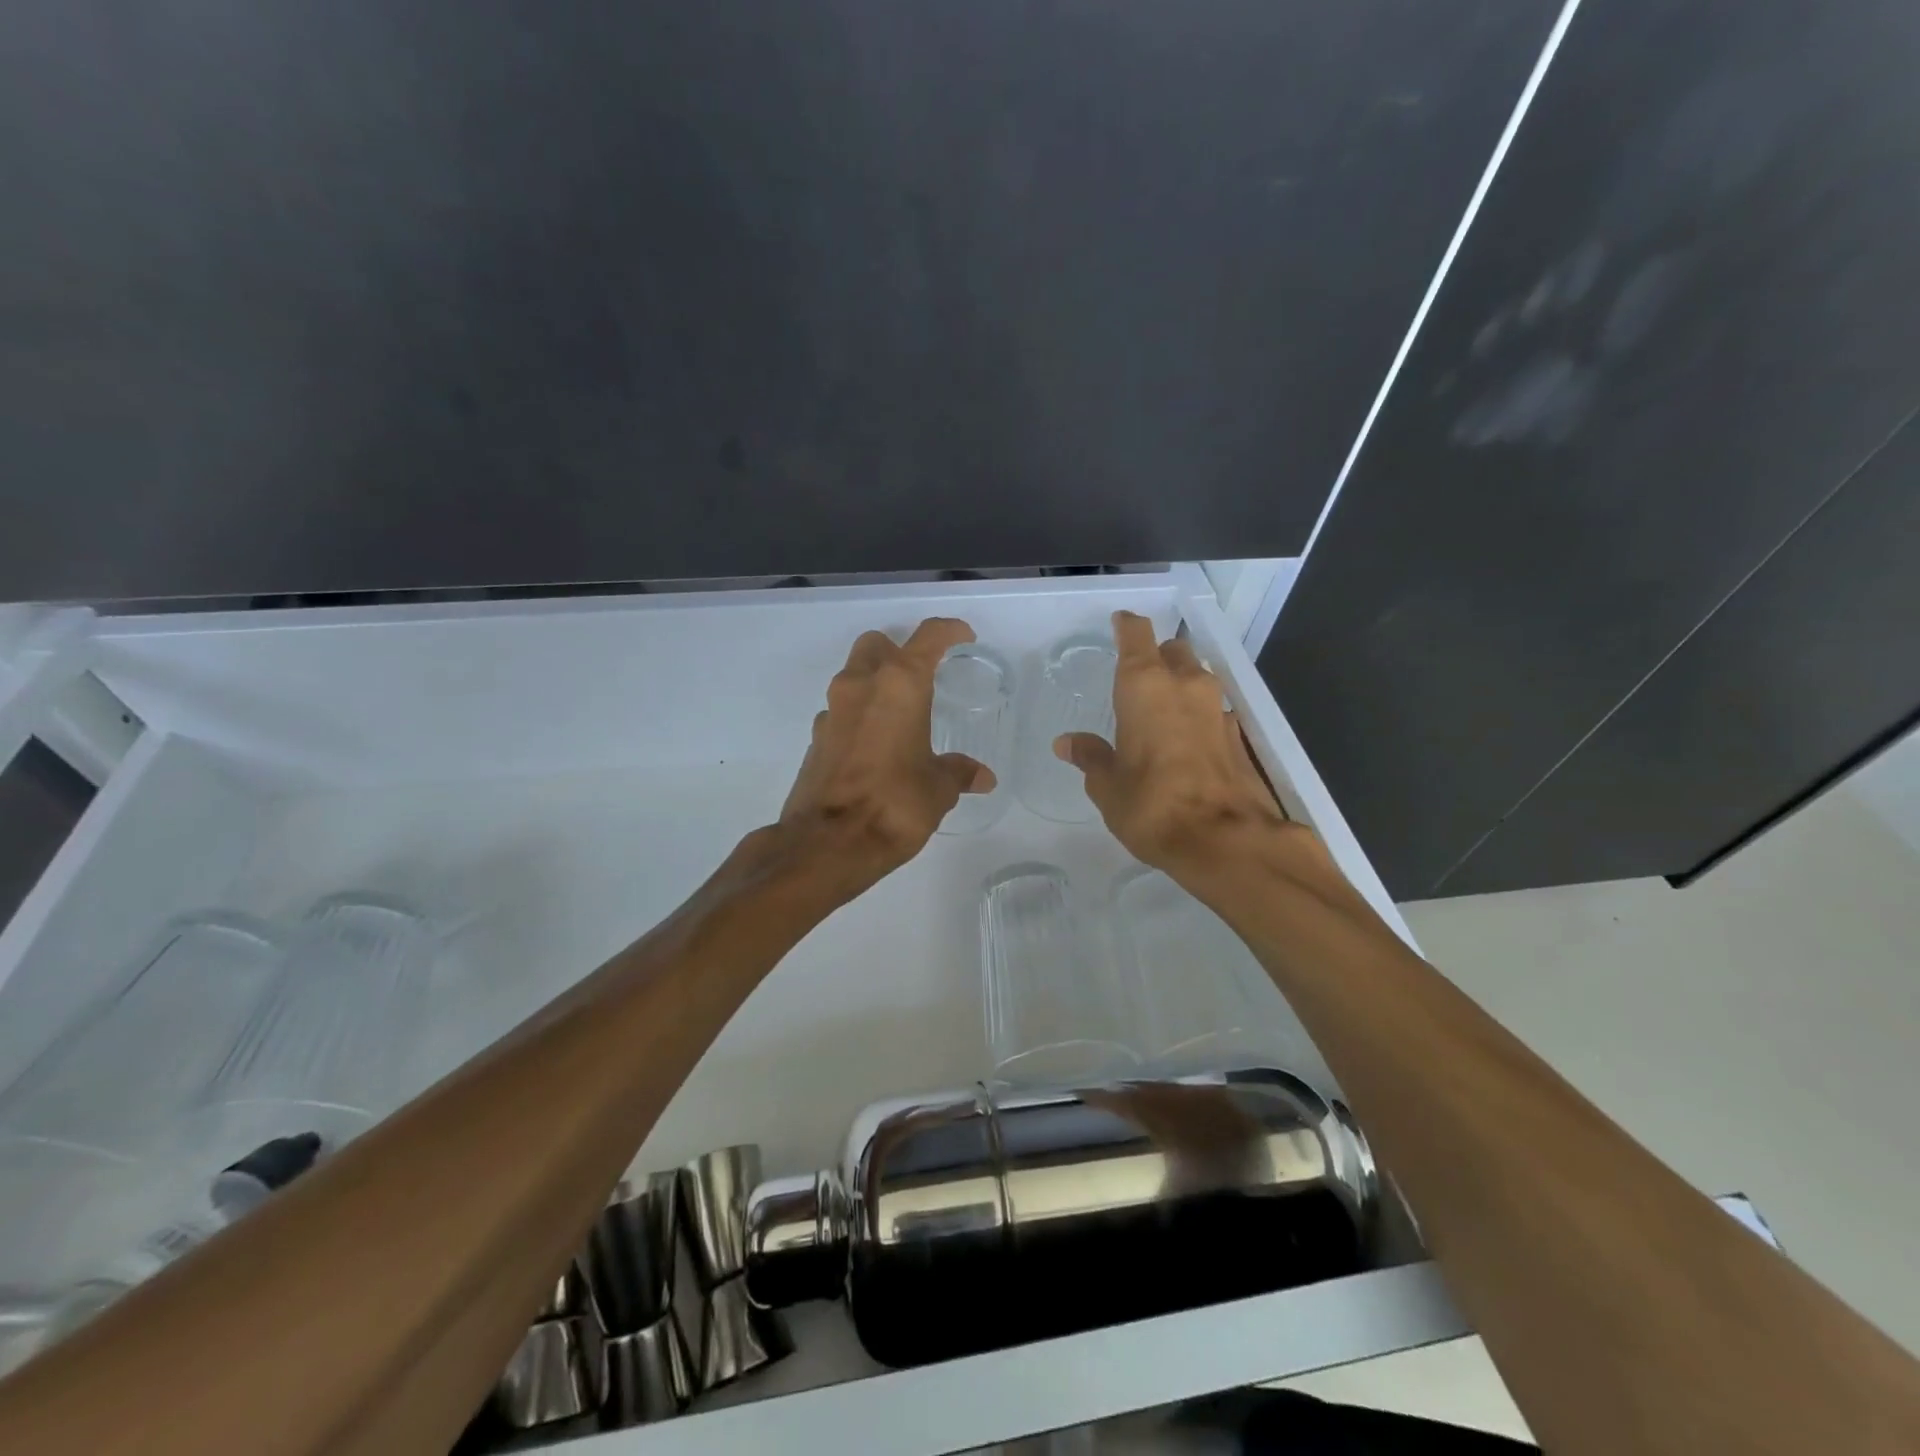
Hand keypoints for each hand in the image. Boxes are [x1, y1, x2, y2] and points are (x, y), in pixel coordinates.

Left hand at [775, 617, 993, 903]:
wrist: (827, 844)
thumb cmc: (895, 805)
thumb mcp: (938, 789)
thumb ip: (959, 773)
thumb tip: (982, 777)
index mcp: (899, 685)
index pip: (927, 638)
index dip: (949, 631)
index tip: (963, 637)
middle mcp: (860, 686)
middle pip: (876, 646)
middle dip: (898, 653)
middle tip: (921, 679)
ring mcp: (831, 711)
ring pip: (853, 677)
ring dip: (875, 685)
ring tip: (900, 718)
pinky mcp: (815, 739)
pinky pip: (841, 712)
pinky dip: (859, 717)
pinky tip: (875, 748)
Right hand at [1054, 611, 1294, 877]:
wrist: (1227, 840)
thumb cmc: (1153, 806)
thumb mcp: (1108, 785)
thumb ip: (1090, 757)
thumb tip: (1067, 742)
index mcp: (1145, 686)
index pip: (1136, 634)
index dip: (1126, 626)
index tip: (1118, 624)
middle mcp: (1186, 685)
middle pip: (1173, 650)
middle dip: (1156, 656)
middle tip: (1136, 678)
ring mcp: (1218, 708)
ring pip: (1197, 677)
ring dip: (1180, 685)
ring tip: (1159, 711)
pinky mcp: (1238, 734)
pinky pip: (1212, 709)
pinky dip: (1197, 716)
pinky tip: (1185, 741)